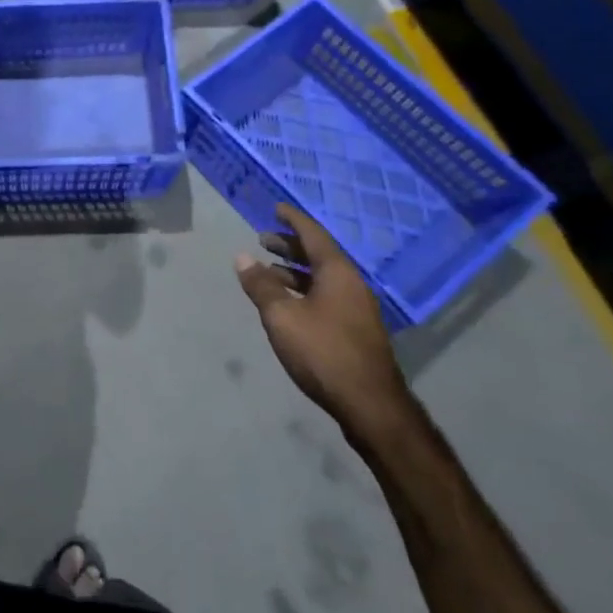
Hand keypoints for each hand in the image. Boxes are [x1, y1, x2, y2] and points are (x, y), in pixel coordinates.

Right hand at [235, 203, 407, 437]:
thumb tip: (242, 257)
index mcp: (337, 273)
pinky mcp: (356, 330)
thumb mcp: (282, 316)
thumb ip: (261, 285)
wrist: (370, 404)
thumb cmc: (323, 352)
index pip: (313, 235)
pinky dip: (304, 290)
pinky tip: (288, 303)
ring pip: (322, 278)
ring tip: (268, 271)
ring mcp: (357, 308)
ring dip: (295, 270)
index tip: (277, 208)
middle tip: (263, 239)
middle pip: (319, 255)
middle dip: (290, 245)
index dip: (293, 220)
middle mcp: (351, 284)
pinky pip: (326, 295)